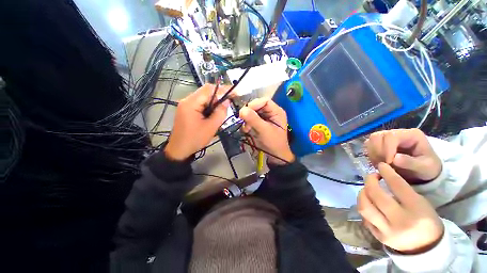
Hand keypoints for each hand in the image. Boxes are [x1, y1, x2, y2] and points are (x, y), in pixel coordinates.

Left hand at [165, 84, 230, 160]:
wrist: (179, 150)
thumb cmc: (195, 139)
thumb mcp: (211, 127)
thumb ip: (220, 113)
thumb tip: (226, 101)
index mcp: (191, 103)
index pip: (209, 90)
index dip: (223, 89)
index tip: (234, 91)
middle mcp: (187, 100)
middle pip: (205, 92)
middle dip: (219, 95)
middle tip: (231, 100)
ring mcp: (186, 105)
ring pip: (204, 97)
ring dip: (215, 101)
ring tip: (224, 107)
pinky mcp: (187, 110)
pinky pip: (200, 103)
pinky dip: (209, 105)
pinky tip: (214, 112)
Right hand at [239, 98, 293, 164]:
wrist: (274, 155)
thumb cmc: (273, 143)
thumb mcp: (264, 130)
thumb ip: (253, 119)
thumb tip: (242, 110)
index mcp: (276, 112)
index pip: (264, 101)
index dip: (254, 104)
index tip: (245, 111)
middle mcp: (271, 113)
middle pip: (257, 106)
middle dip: (249, 113)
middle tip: (244, 120)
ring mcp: (264, 118)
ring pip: (252, 113)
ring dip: (247, 119)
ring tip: (247, 128)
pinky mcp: (259, 123)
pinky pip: (250, 119)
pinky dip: (247, 124)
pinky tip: (247, 130)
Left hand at [358, 163, 443, 253]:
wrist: (426, 248)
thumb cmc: (426, 221)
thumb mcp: (422, 203)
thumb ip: (402, 190)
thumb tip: (384, 176)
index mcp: (416, 211)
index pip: (397, 186)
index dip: (386, 173)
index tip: (381, 165)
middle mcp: (400, 222)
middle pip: (376, 196)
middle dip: (370, 181)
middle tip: (371, 176)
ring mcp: (387, 232)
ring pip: (365, 207)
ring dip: (362, 194)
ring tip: (367, 189)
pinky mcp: (378, 238)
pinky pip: (365, 218)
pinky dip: (364, 207)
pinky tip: (368, 202)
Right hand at [366, 129, 441, 182]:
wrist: (423, 171)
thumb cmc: (428, 168)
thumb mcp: (425, 168)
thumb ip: (411, 163)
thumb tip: (394, 158)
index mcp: (411, 135)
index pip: (391, 136)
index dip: (386, 148)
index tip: (388, 163)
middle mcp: (396, 133)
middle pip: (376, 136)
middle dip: (378, 152)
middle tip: (384, 165)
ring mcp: (386, 138)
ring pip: (370, 141)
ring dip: (373, 154)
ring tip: (382, 165)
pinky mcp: (379, 144)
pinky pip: (368, 147)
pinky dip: (371, 156)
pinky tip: (379, 163)